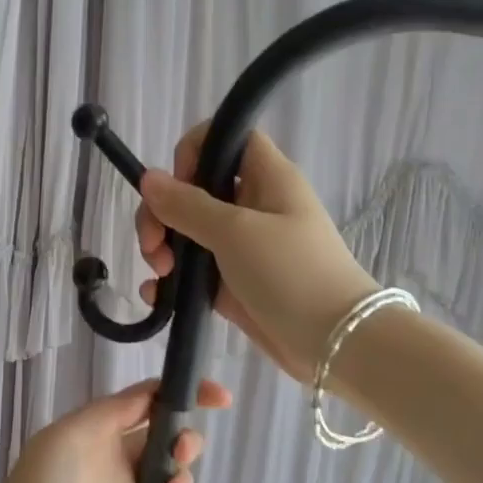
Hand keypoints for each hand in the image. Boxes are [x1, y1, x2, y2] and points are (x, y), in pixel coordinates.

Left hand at [0, 377, 231, 482]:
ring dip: (181, 462)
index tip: (218, 396)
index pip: (142, 399)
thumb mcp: (73, 435)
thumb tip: (152, 394)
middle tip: (183, 449)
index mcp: (92, 425)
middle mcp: (109, 451)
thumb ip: (114, 411)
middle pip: (160, 429)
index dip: (179, 392)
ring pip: (167, 463)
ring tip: (174, 480)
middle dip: (182, 431)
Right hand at [136, 123, 376, 380]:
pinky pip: (192, 271)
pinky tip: (156, 295)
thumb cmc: (291, 273)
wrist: (334, 343)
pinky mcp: (232, 284)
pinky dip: (171, 280)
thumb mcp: (236, 232)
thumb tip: (148, 178)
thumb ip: (187, 205)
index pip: (226, 139)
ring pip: (187, 232)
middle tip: (152, 245)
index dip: (195, 152)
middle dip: (163, 213)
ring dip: (163, 247)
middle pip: (194, 189)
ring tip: (159, 274)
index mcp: (266, 178)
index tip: (178, 186)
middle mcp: (252, 206)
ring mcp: (241, 247)